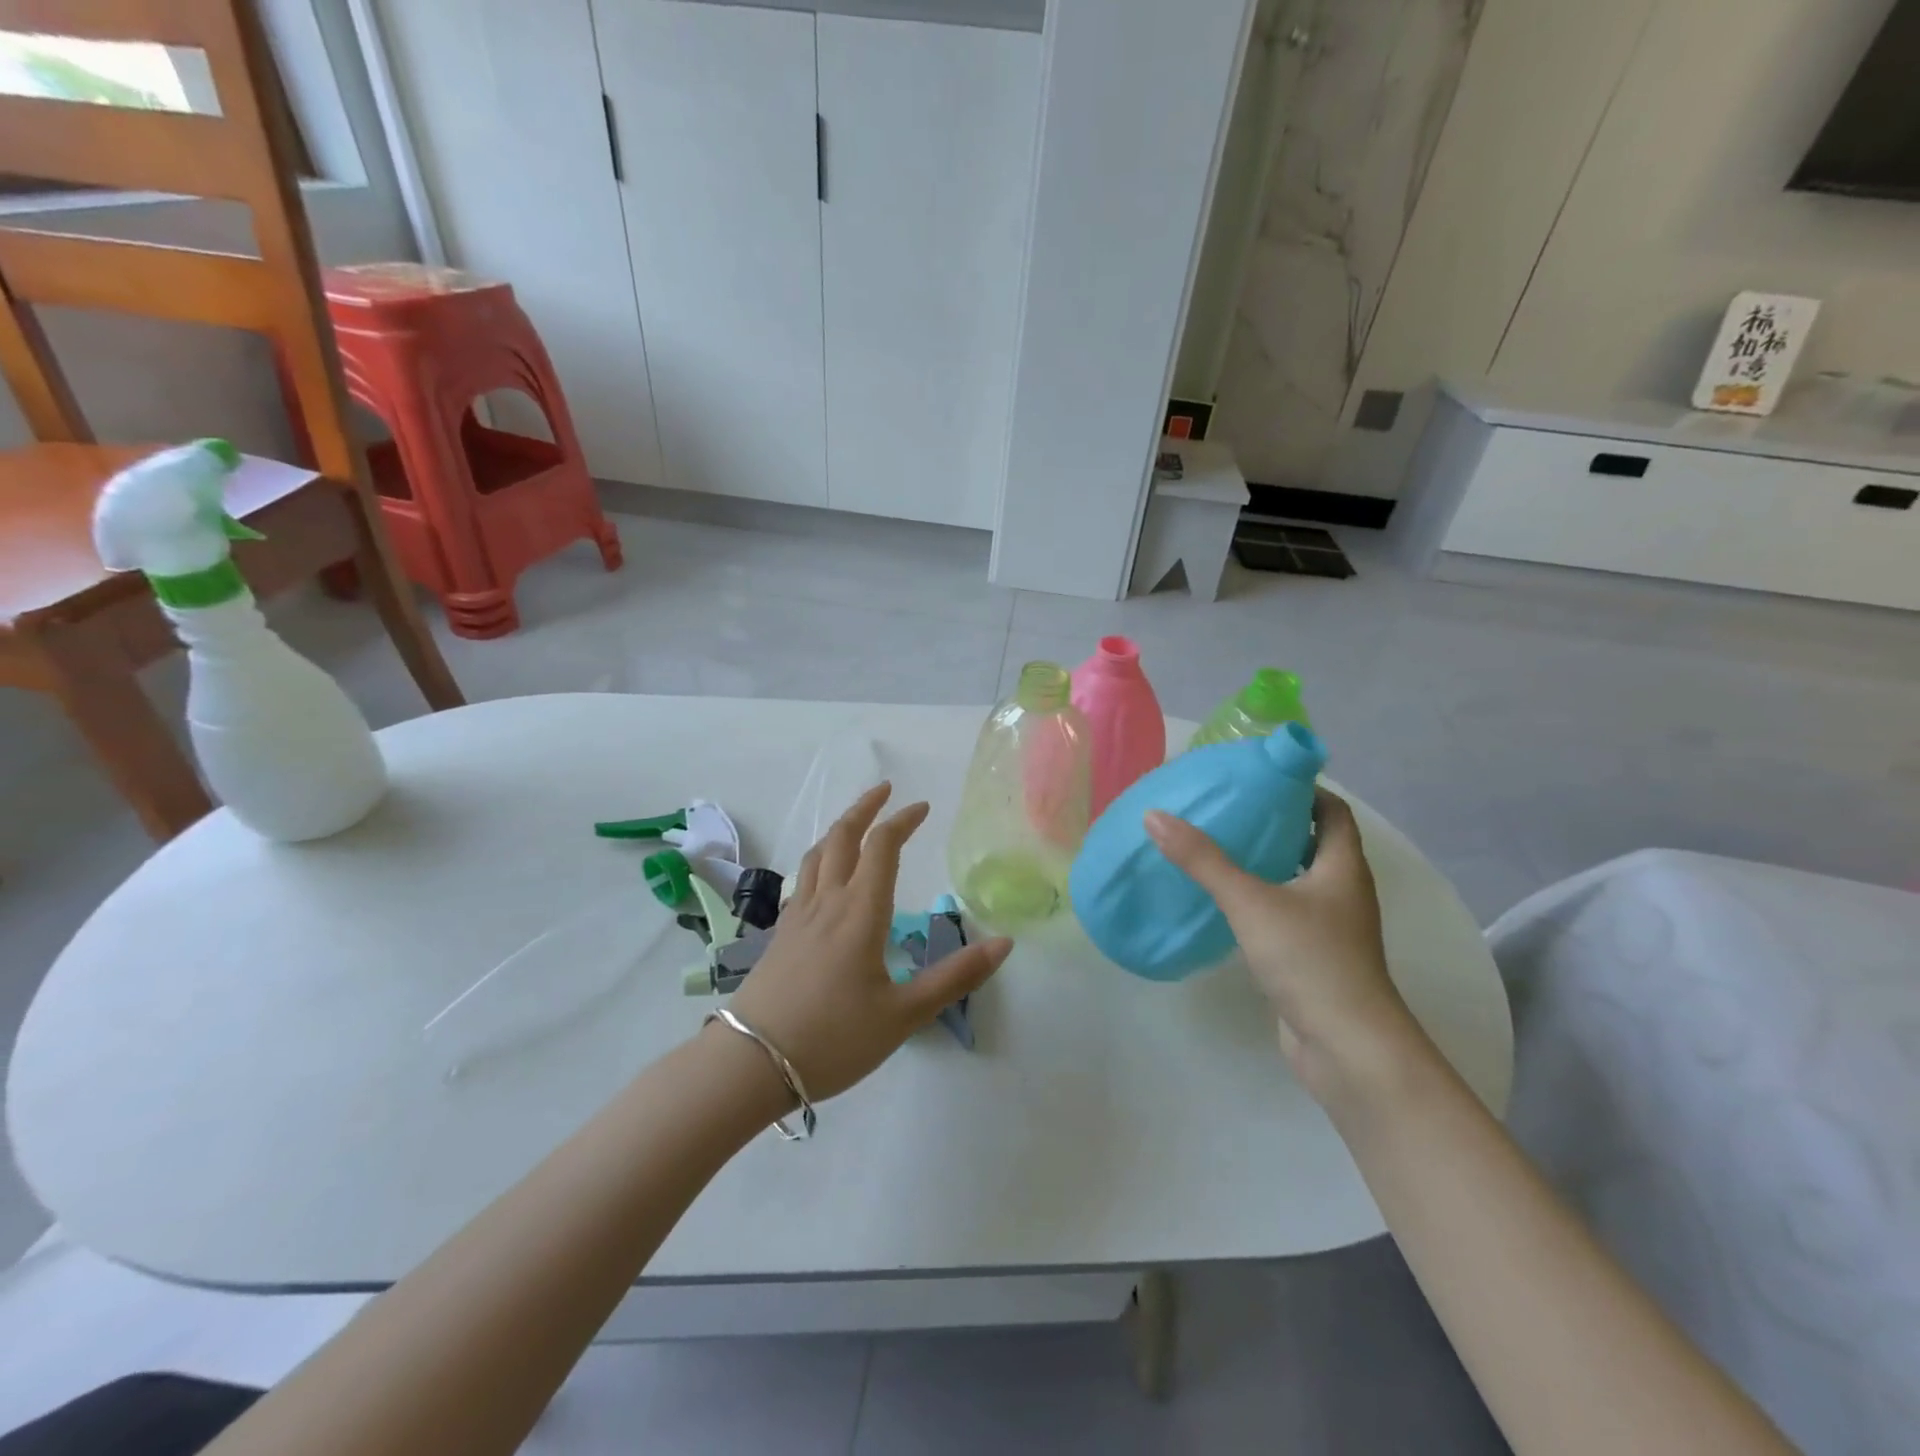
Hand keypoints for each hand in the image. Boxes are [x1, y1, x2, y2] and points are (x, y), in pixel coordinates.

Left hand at [725, 782, 1012, 1101]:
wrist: (752, 1063)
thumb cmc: (834, 1038)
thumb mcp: (904, 1014)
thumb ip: (955, 977)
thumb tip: (1004, 943)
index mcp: (861, 912)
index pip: (882, 847)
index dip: (902, 821)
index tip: (922, 807)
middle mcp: (828, 902)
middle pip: (842, 837)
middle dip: (865, 808)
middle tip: (884, 790)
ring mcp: (798, 916)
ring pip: (817, 855)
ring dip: (839, 829)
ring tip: (855, 824)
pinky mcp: (780, 935)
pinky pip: (803, 879)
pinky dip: (820, 860)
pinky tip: (824, 879)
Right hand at [1144, 788, 1420, 1100]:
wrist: (1347, 1049)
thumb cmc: (1310, 961)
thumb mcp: (1251, 901)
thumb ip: (1203, 860)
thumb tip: (1155, 816)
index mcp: (1343, 867)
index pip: (1332, 810)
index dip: (1302, 789)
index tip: (1258, 779)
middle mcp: (1343, 891)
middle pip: (1314, 842)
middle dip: (1275, 823)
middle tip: (1227, 808)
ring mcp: (1330, 927)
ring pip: (1298, 879)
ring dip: (1266, 862)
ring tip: (1217, 847)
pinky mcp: (1313, 957)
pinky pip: (1286, 912)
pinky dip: (1260, 899)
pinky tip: (1224, 901)